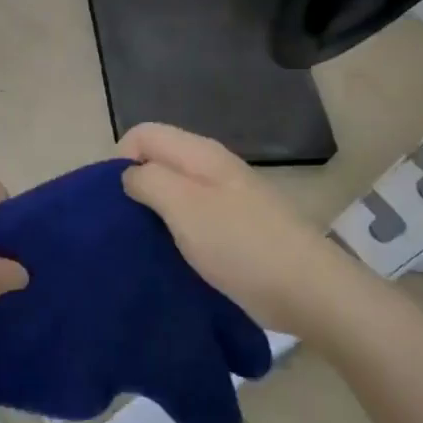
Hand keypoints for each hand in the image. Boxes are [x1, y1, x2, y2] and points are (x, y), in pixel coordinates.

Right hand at [118, 123, 338, 334]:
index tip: (117, 200)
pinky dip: (175, 231)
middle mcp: (212, 167)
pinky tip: (172, 255)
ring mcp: (225, 198)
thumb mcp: (183, 205)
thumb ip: (149, 180)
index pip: (143, 134)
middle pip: (158, 161)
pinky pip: (191, 218)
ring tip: (145, 243)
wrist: (305, 288)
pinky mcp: (233, 228)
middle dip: (136, 187)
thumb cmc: (239, 243)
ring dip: (154, 212)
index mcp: (199, 153)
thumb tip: (129, 174)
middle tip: (127, 226)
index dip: (121, 160)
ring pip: (174, 191)